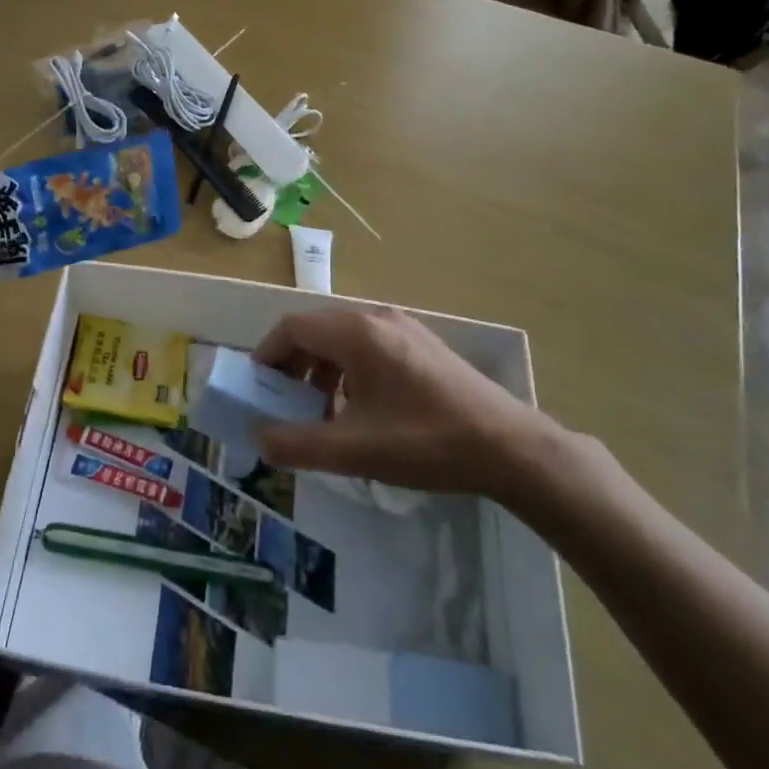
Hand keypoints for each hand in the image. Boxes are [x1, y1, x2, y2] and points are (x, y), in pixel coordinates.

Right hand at [252, 307, 560, 499]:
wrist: (511, 448)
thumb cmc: (426, 442)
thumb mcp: (354, 450)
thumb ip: (298, 444)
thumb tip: (258, 438)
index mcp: (357, 333)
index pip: (292, 327)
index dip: (267, 355)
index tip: (258, 389)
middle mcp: (377, 319)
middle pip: (316, 331)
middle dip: (293, 366)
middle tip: (285, 404)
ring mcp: (404, 328)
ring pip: (343, 340)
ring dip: (321, 371)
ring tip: (323, 413)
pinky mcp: (423, 345)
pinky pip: (369, 348)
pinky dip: (350, 372)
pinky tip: (362, 410)